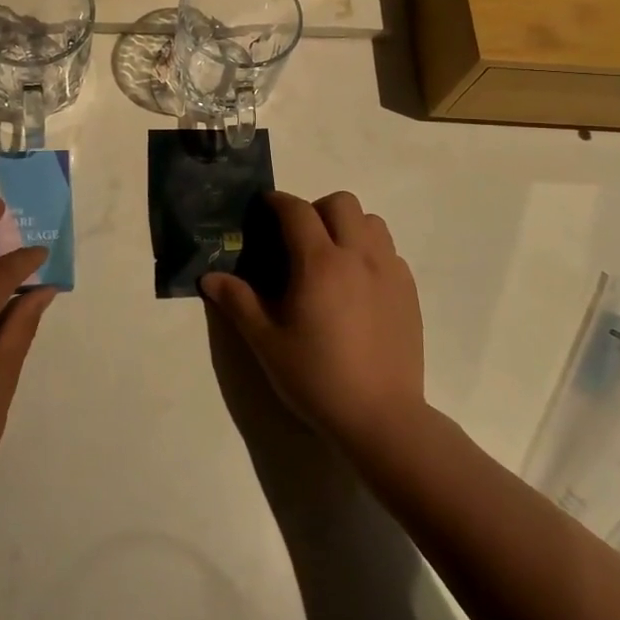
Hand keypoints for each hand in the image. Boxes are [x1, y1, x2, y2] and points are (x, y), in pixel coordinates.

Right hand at [200, 191, 424, 450]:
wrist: (381, 417)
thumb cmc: (317, 378)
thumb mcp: (266, 342)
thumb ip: (238, 302)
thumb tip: (210, 277)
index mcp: (320, 263)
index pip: (297, 210)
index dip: (277, 202)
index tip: (264, 207)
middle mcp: (358, 255)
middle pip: (342, 203)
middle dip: (316, 209)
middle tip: (298, 239)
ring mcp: (389, 271)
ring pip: (372, 222)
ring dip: (348, 226)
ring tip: (331, 257)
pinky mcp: (409, 291)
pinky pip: (389, 251)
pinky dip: (370, 252)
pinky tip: (357, 285)